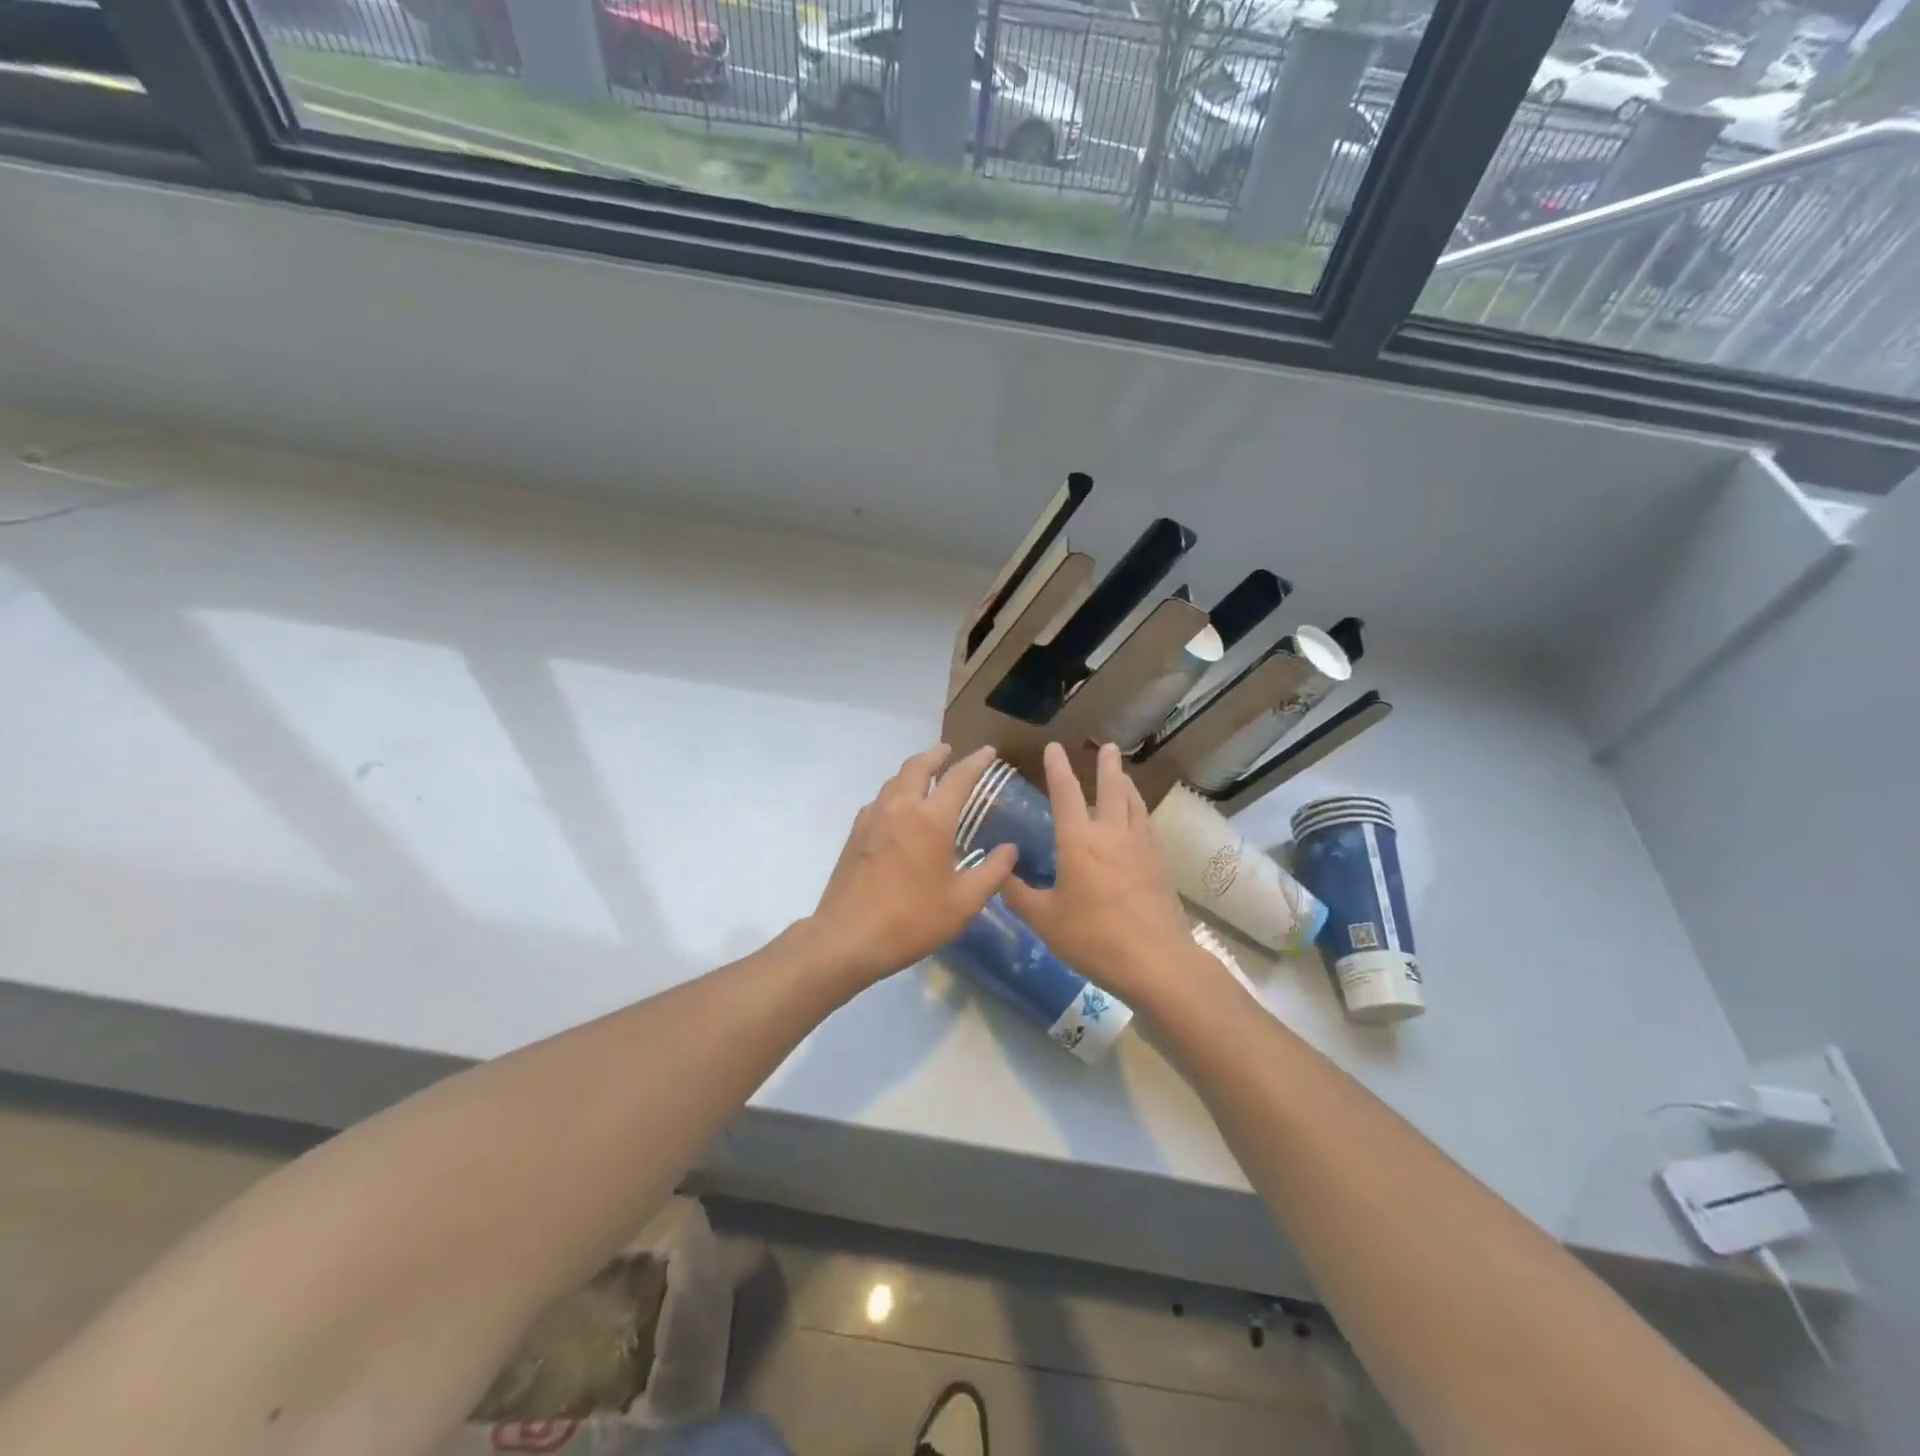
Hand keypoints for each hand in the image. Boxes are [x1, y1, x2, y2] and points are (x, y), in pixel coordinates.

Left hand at [806, 744, 1017, 985]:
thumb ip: (992, 873)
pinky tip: (898, 810)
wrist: (847, 938)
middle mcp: (900, 807)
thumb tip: (1010, 850)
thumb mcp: (963, 903)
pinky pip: (879, 800)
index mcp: (931, 819)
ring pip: (894, 780)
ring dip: (913, 771)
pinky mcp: (855, 834)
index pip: (959, 778)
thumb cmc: (911, 920)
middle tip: (949, 752)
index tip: (988, 751)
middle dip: (936, 755)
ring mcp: (872, 818)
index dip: (976, 762)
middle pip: (918, 766)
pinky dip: (894, 792)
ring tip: (926, 776)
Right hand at [1001, 742, 1196, 1007]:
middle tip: (1107, 746)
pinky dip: (1140, 812)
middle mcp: (1111, 834)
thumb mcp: (1045, 920)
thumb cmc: (1093, 937)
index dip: (1058, 769)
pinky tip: (1139, 819)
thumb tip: (1000, 875)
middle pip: (1111, 789)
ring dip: (1126, 784)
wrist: (1154, 960)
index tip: (1054, 748)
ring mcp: (1140, 847)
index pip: (1066, 794)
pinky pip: (1147, 826)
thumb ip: (1019, 896)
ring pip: (1134, 804)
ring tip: (1123, 774)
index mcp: (1078, 841)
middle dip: (1106, 765)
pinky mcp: (1159, 864)